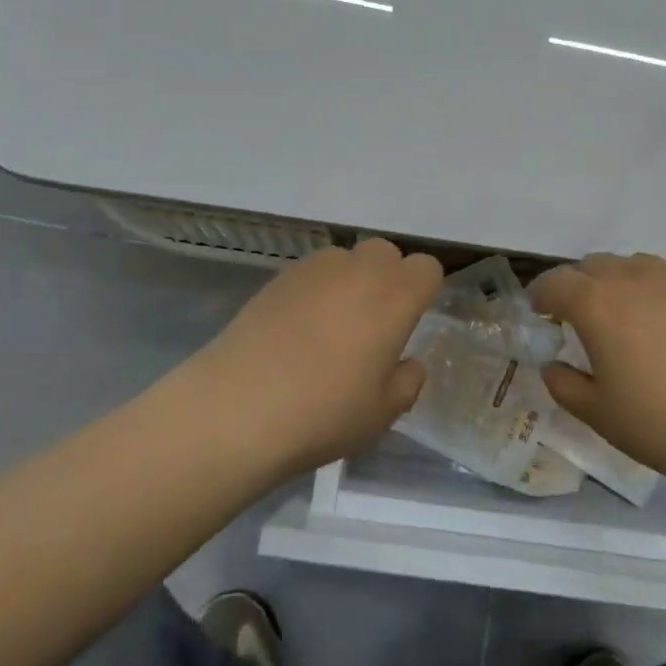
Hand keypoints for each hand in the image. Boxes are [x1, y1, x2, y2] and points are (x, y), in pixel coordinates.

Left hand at [191, 238, 443, 477]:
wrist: (238, 407)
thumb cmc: (324, 412)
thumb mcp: (382, 413)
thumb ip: (407, 381)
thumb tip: (407, 363)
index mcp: (395, 297)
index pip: (427, 268)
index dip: (424, 289)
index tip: (411, 321)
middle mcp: (359, 270)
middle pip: (386, 252)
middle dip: (388, 277)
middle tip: (374, 323)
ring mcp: (315, 269)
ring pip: (346, 258)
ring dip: (350, 280)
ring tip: (331, 325)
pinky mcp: (278, 277)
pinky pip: (312, 272)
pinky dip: (316, 289)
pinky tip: (297, 328)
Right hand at [529, 253, 665, 492]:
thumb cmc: (662, 424)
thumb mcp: (598, 414)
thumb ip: (563, 384)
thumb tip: (552, 365)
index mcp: (596, 303)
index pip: (555, 283)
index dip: (541, 296)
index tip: (540, 314)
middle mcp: (632, 278)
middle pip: (591, 266)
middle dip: (576, 286)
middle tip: (577, 319)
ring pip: (629, 265)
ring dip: (613, 282)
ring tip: (620, 317)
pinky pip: (664, 278)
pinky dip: (649, 290)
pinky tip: (662, 326)